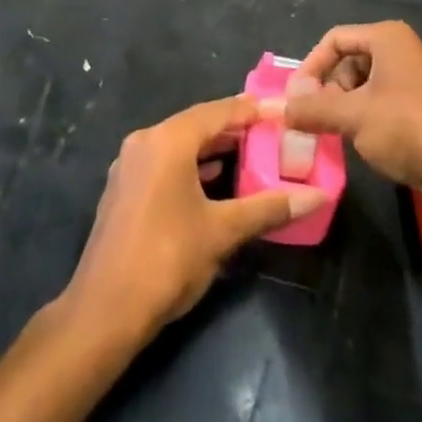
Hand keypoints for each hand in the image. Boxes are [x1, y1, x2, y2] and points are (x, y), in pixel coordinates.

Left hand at [62, 96, 325, 344]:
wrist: (104, 311)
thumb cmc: (167, 260)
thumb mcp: (222, 232)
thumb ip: (268, 208)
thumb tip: (317, 196)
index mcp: (167, 140)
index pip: (217, 111)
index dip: (251, 110)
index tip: (280, 110)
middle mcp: (144, 142)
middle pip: (197, 124)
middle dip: (233, 128)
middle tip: (270, 133)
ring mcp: (129, 165)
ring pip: (179, 144)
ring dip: (212, 148)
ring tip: (250, 154)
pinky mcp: (123, 189)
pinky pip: (164, 162)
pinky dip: (192, 165)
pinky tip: (214, 181)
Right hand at [270, 21, 421, 200]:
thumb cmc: (406, 128)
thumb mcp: (352, 116)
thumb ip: (313, 108)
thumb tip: (280, 109)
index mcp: (387, 37)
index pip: (334, 39)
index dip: (310, 67)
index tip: (295, 98)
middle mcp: (403, 49)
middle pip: (350, 60)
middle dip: (329, 89)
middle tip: (318, 119)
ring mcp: (417, 77)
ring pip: (366, 84)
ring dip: (346, 106)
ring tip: (339, 133)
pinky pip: (384, 100)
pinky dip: (367, 116)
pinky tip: (364, 142)